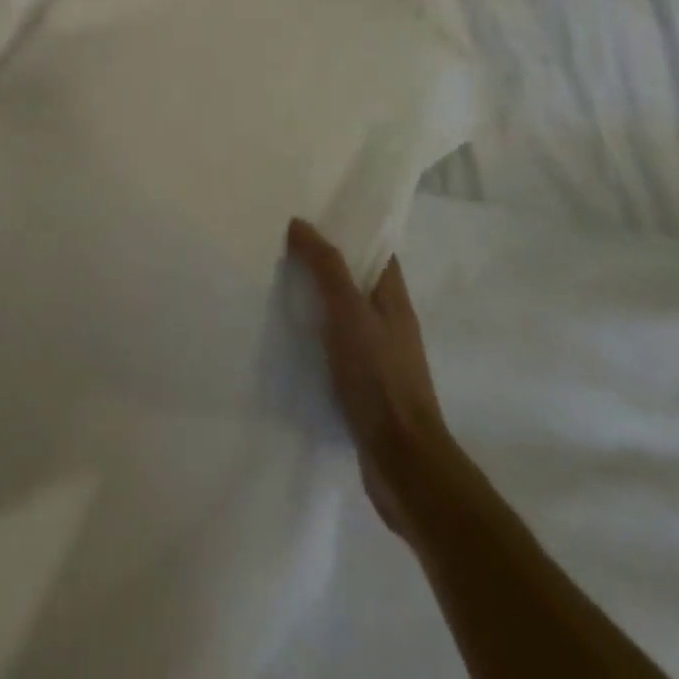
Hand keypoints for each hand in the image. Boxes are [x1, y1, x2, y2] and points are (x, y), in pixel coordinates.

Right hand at [288, 217, 446, 536]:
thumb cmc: (379, 378)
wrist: (403, 463)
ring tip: (276, 286)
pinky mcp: (364, 388)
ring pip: (344, 316)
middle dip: (325, 264)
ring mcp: (379, 359)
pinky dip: (314, 337)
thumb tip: (301, 223)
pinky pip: (335, 349)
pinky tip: (287, 338)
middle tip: (282, 246)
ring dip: (316, 301)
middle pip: (357, 282)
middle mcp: (390, 324)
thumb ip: (326, 268)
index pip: (376, 253)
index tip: (313, 215)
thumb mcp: (349, 313)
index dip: (350, 231)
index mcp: (394, 301)